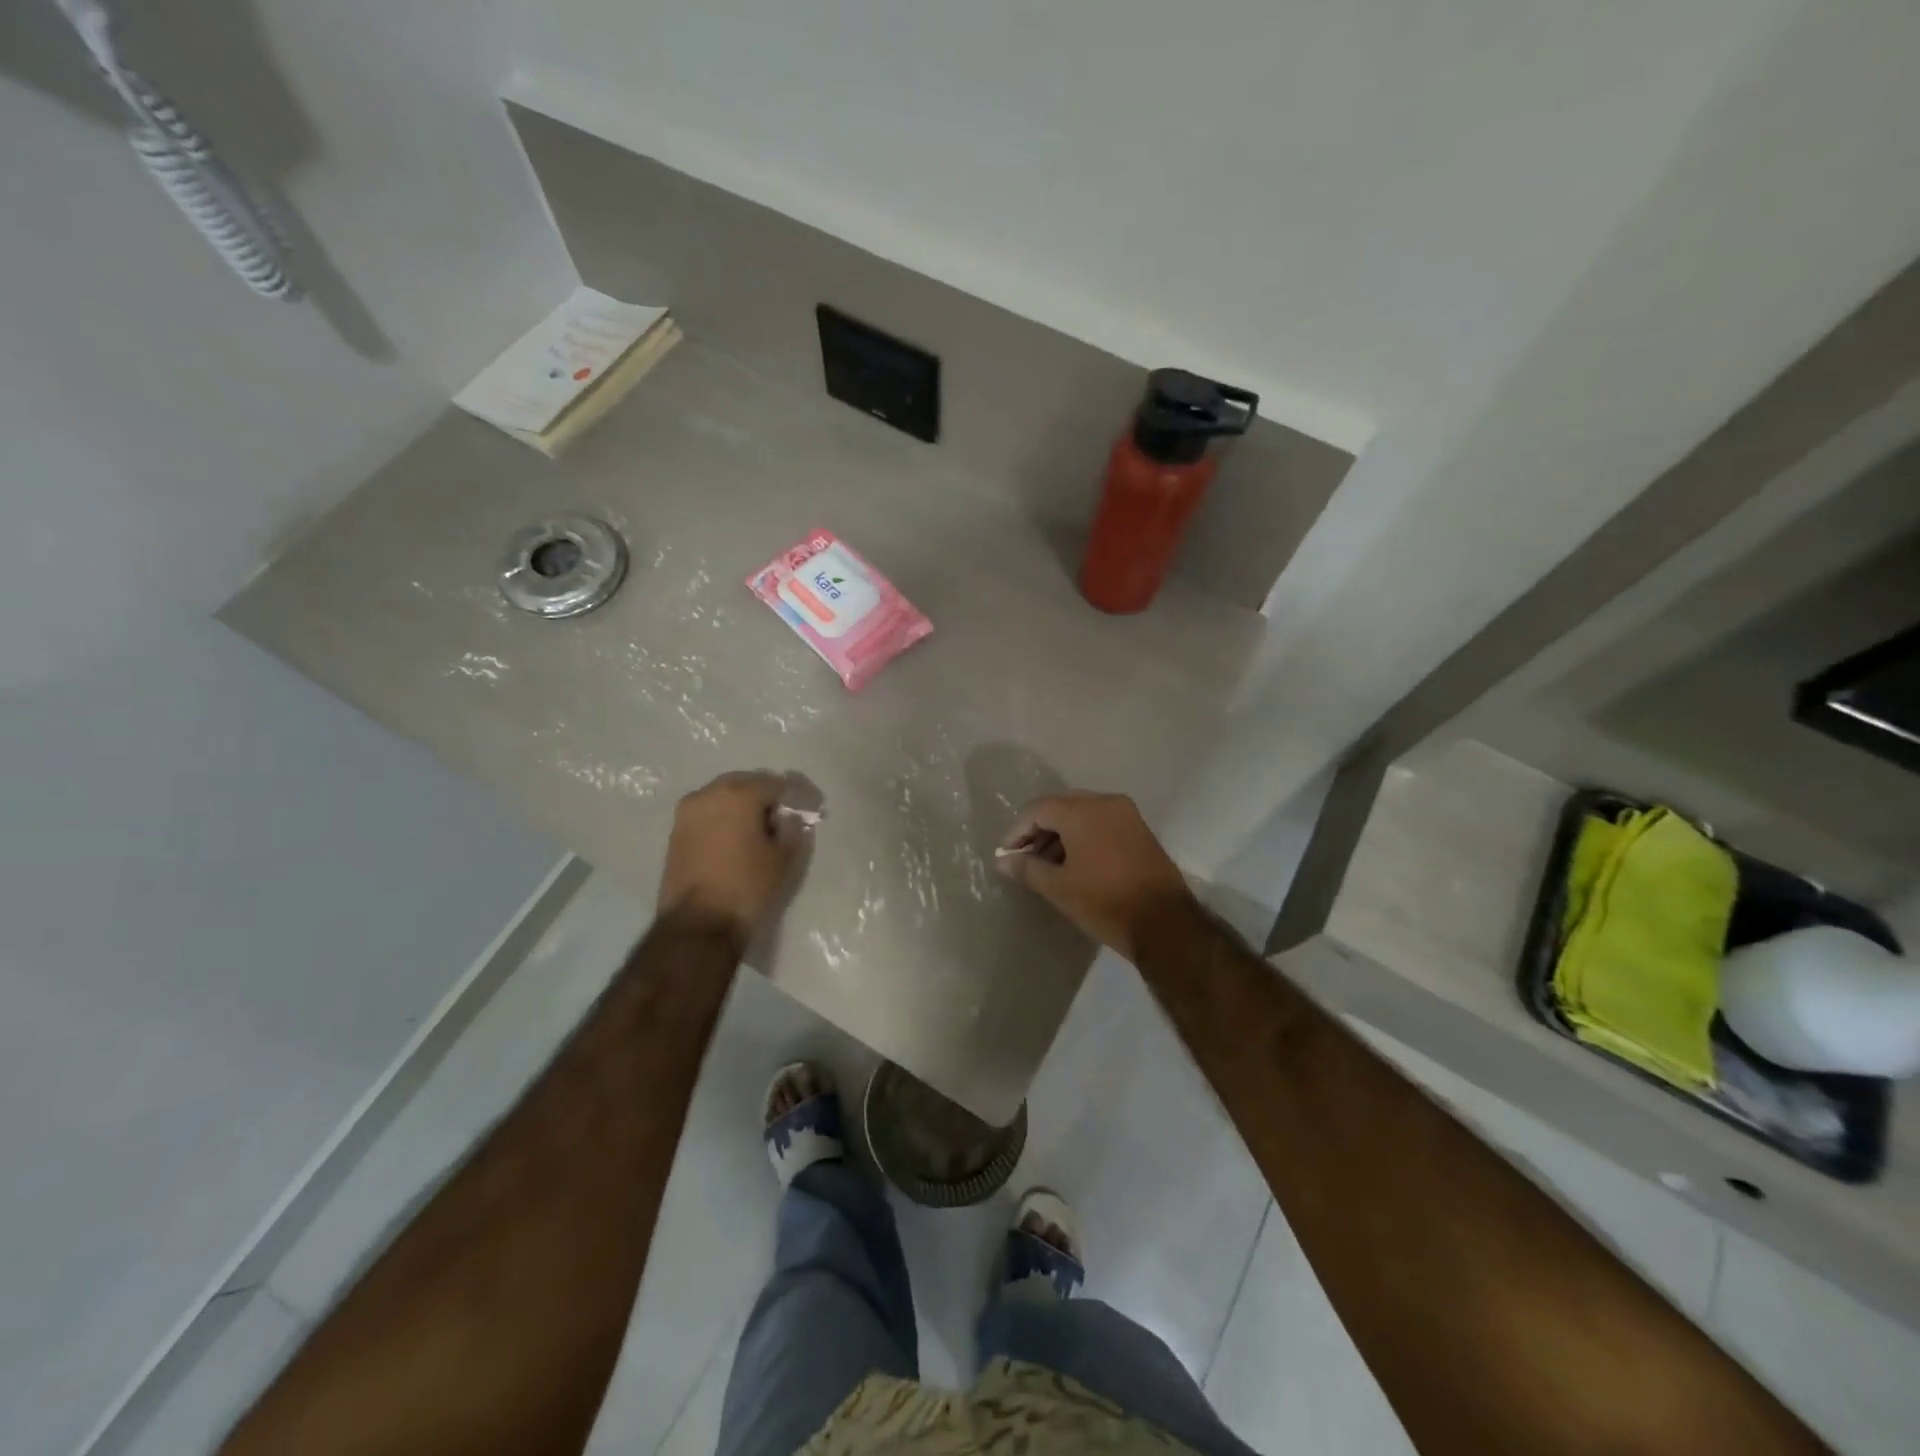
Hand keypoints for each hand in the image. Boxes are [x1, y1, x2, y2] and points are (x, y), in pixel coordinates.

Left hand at [658, 772, 803, 940]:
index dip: (794, 797)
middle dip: (765, 796)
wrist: (698, 924)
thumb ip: (792, 828)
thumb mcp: (783, 858)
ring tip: (758, 830)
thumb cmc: (747, 886)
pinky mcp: (676, 832)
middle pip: (745, 784)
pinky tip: (735, 840)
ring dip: (741, 807)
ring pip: (723, 797)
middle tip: (781, 818)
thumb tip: (789, 817)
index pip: (775, 783)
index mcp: (738, 794)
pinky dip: (723, 819)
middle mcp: (708, 794)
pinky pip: (707, 814)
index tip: (806, 811)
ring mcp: (687, 812)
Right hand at [997, 791, 1195, 959]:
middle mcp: (1106, 802)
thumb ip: (1026, 868)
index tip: (1007, 855)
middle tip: (1025, 857)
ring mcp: (1127, 815)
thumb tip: (1003, 860)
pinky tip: (1074, 863)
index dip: (1018, 831)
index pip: (1038, 809)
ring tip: (1047, 864)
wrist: (1165, 924)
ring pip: (1083, 814)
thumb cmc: (1104, 902)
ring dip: (1061, 833)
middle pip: (1061, 806)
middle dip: (1039, 830)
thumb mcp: (1058, 887)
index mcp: (1082, 811)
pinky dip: (1083, 836)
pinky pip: (1102, 823)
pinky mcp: (1140, 831)